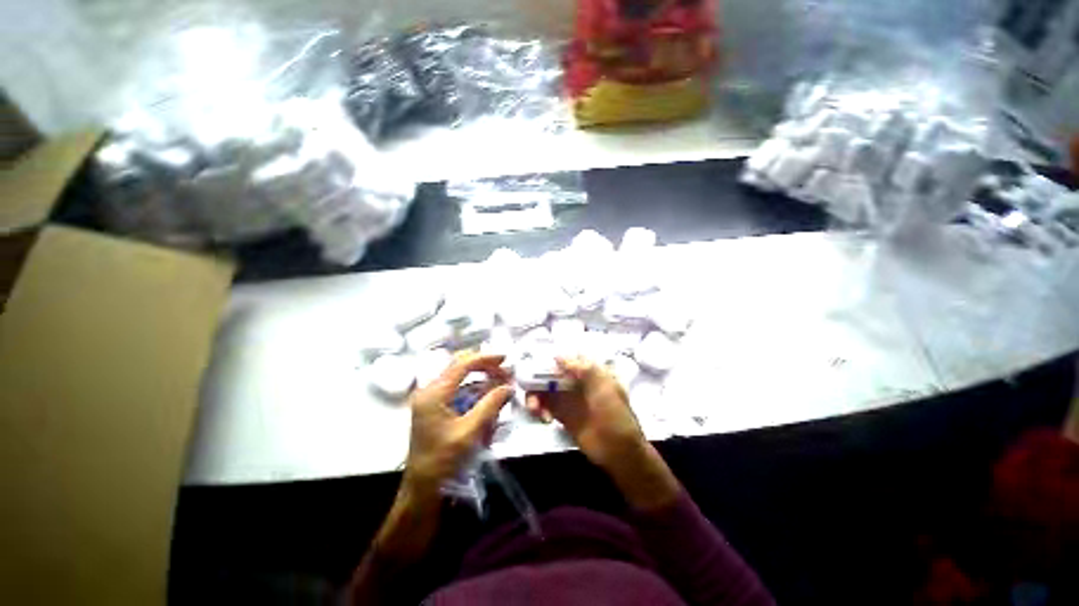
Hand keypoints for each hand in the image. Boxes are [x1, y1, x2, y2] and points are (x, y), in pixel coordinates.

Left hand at [403, 353, 512, 498]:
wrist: (421, 489)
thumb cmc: (443, 461)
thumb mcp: (470, 432)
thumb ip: (490, 405)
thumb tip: (509, 387)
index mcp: (434, 393)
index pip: (462, 365)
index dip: (485, 359)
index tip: (504, 358)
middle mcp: (430, 391)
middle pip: (459, 367)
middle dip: (484, 367)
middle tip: (504, 371)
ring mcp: (431, 399)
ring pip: (459, 378)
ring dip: (480, 378)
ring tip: (500, 381)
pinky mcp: (435, 408)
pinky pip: (458, 391)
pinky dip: (474, 391)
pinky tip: (487, 397)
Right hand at [525, 357, 645, 471]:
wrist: (620, 453)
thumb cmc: (616, 416)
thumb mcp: (605, 388)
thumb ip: (583, 369)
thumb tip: (558, 356)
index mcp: (591, 372)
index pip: (568, 359)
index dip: (553, 360)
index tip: (539, 366)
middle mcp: (578, 382)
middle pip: (552, 373)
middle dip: (538, 379)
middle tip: (530, 389)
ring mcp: (570, 399)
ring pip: (546, 389)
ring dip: (536, 395)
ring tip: (535, 409)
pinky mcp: (563, 416)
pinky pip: (546, 407)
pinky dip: (539, 409)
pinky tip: (543, 418)